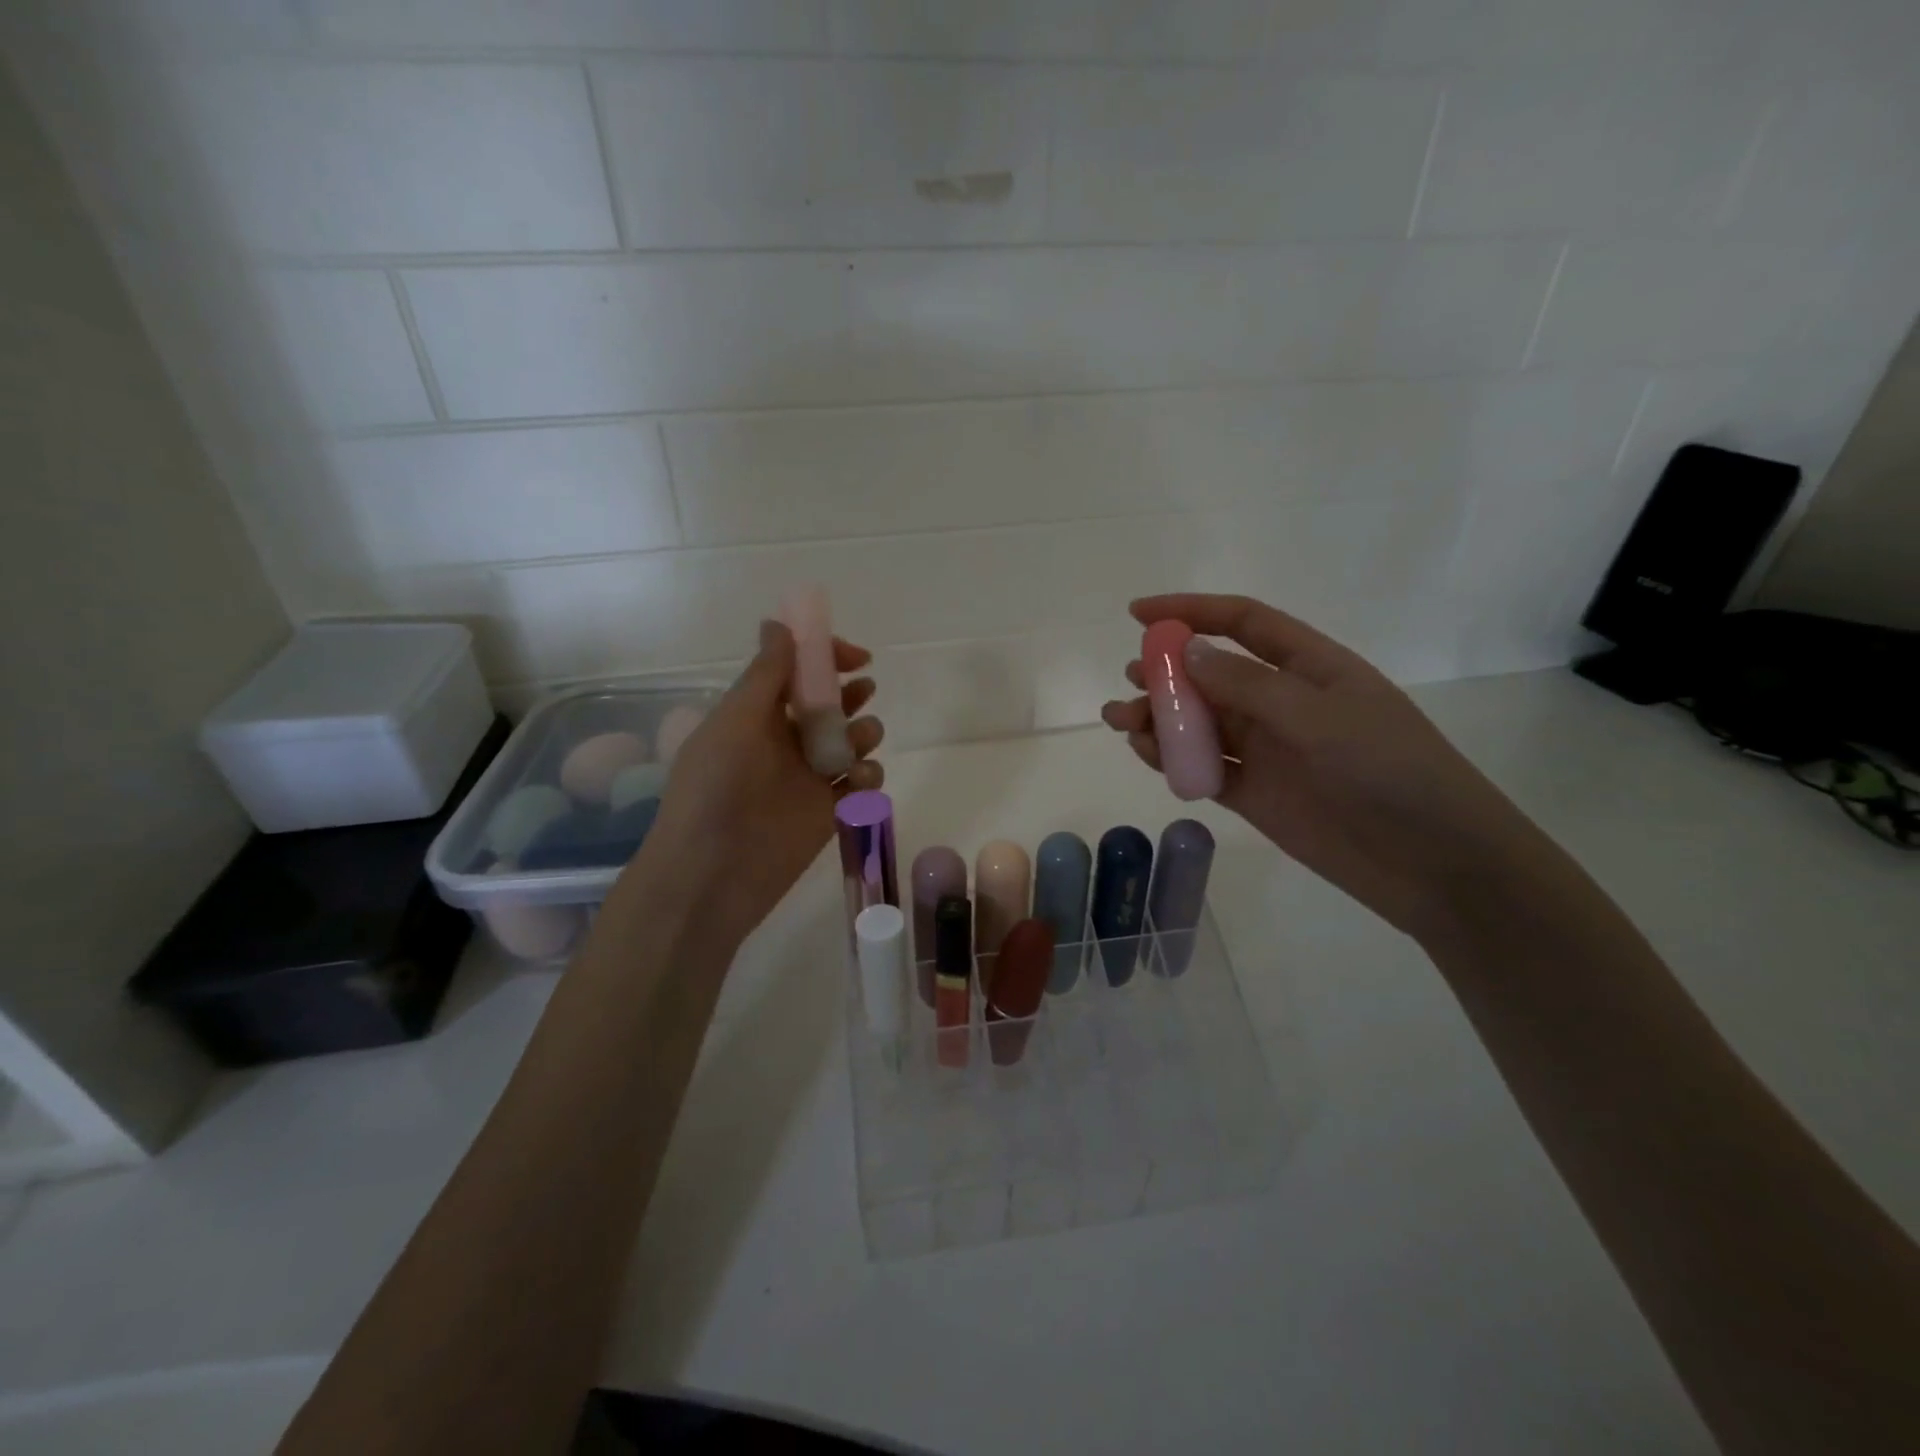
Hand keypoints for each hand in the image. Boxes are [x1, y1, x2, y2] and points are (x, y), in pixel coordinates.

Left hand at [627, 620, 883, 945]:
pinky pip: (860, 783)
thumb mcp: (735, 722)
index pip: (796, 673)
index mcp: (756, 715)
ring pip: (852, 741)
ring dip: (865, 732)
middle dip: (850, 692)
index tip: (855, 656)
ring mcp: (809, 778)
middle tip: (862, 690)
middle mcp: (785, 741)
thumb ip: (765, 675)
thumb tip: (778, 623)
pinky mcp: (829, 812)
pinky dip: (868, 775)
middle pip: (830, 704)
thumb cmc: (715, 790)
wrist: (711, 875)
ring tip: (859, 743)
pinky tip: (859, 780)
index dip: (825, 658)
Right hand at [1102, 594, 1547, 938]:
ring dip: (1160, 718)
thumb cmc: (1389, 770)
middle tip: (1131, 680)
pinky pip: (1203, 768)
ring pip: (1200, 723)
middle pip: (1211, 675)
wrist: (1431, 862)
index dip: (1190, 612)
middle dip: (1166, 672)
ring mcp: (1267, 751)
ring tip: (1121, 720)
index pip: (1242, 624)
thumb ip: (1248, 685)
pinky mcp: (1254, 794)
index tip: (1138, 614)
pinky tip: (1146, 752)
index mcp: (1309, 667)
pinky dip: (1172, 759)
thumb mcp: (1319, 716)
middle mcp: (1282, 703)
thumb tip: (1187, 652)